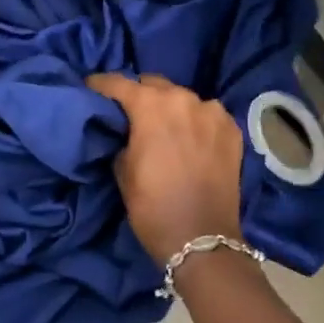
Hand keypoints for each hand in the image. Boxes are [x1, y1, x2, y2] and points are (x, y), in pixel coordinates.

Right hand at [88, 73, 243, 265]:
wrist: (202, 239)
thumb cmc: (152, 206)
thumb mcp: (122, 170)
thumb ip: (122, 138)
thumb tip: (127, 130)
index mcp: (151, 106)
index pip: (118, 83)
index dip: (100, 84)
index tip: (90, 87)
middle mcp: (184, 99)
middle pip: (154, 84)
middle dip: (139, 94)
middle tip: (130, 112)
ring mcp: (213, 112)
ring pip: (183, 98)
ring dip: (170, 107)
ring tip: (164, 127)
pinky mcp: (232, 130)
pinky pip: (207, 114)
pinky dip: (195, 121)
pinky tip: (190, 138)